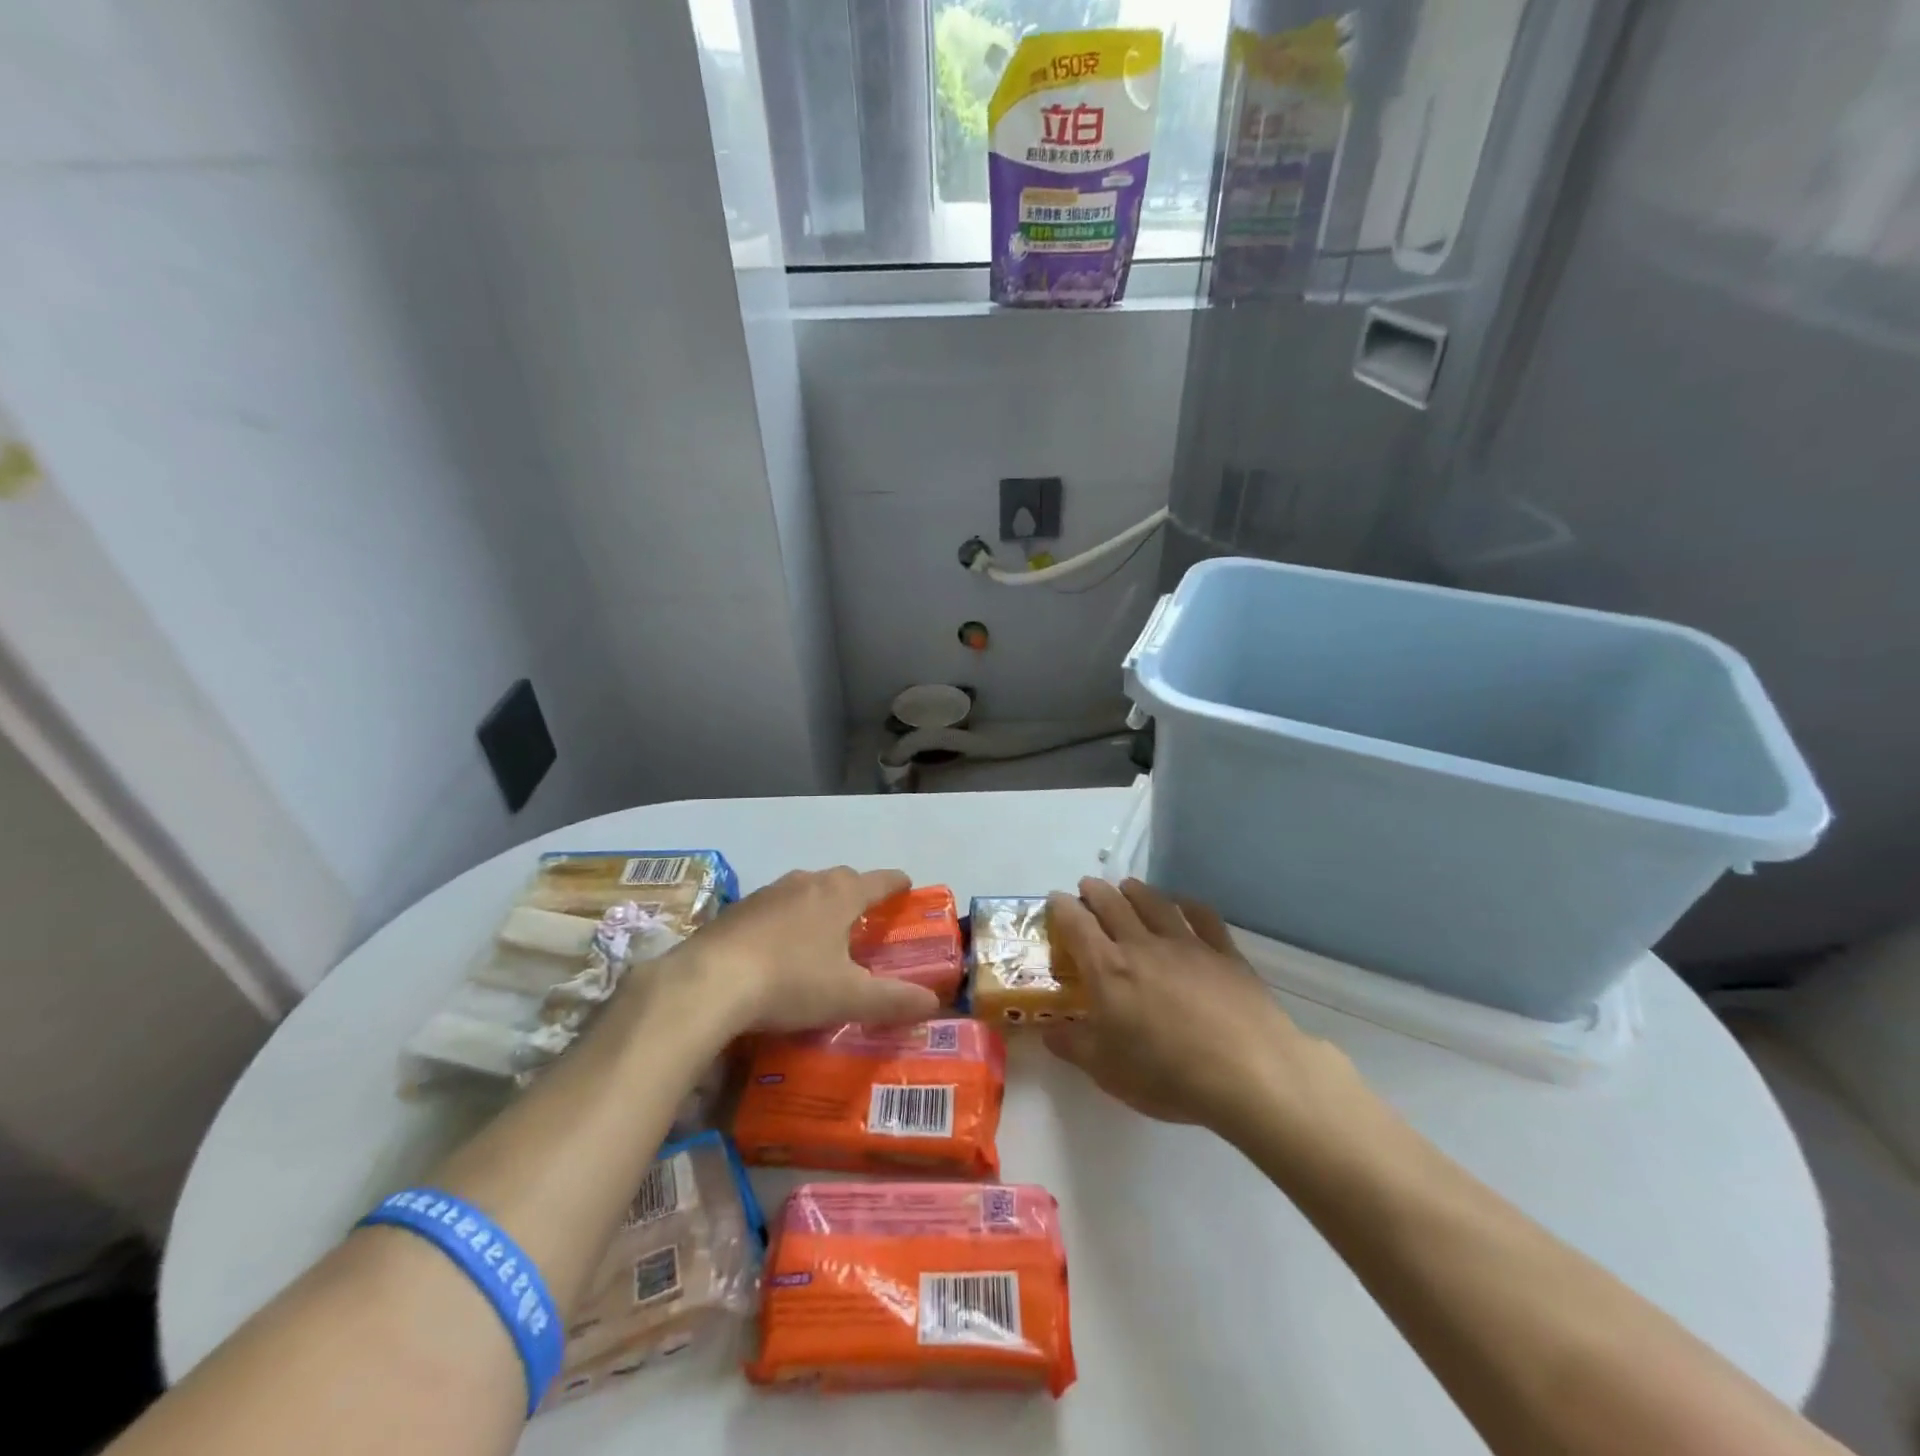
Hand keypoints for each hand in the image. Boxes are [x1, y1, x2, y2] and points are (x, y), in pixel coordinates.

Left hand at [664, 867, 940, 1035]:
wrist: (709, 983)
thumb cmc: (791, 982)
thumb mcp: (849, 997)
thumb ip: (893, 1000)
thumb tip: (933, 1003)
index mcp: (840, 895)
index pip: (879, 880)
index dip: (897, 884)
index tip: (907, 886)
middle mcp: (806, 883)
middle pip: (841, 879)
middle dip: (857, 893)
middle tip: (865, 917)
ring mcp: (768, 893)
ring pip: (804, 889)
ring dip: (818, 903)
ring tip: (822, 931)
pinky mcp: (737, 910)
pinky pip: (773, 906)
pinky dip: (785, 919)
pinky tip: (777, 947)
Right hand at [1043, 878, 1354, 1137]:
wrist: (1249, 1073)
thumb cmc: (1169, 1076)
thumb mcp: (1109, 1072)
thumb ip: (1074, 1047)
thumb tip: (1049, 1032)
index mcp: (1108, 970)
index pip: (1077, 924)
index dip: (1062, 907)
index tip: (1056, 900)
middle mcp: (1143, 946)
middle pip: (1113, 904)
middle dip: (1096, 891)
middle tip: (1088, 887)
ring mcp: (1187, 944)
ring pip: (1155, 903)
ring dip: (1136, 891)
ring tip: (1127, 887)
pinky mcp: (1224, 952)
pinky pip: (1202, 916)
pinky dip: (1187, 905)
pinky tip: (1184, 905)